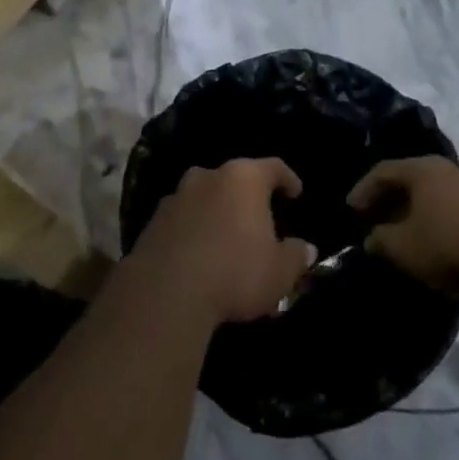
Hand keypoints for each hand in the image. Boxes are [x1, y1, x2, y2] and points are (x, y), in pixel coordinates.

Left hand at [131, 159, 316, 323]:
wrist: (166, 291)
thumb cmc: (235, 272)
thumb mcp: (279, 272)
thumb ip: (296, 256)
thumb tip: (304, 248)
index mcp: (243, 179)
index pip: (273, 167)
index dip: (287, 179)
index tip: (295, 193)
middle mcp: (208, 176)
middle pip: (235, 180)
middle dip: (248, 198)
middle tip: (260, 221)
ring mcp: (176, 196)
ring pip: (206, 197)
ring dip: (218, 212)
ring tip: (228, 240)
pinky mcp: (154, 220)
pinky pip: (184, 219)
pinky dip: (195, 230)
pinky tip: (201, 254)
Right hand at [348, 156, 458, 297]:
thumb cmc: (452, 246)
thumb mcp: (403, 248)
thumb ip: (380, 240)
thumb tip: (373, 238)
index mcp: (423, 170)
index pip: (382, 171)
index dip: (363, 190)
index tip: (351, 210)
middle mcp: (449, 169)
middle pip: (410, 180)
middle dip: (389, 200)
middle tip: (374, 220)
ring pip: (435, 194)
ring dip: (415, 210)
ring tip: (405, 232)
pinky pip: (455, 207)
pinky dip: (438, 219)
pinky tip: (437, 240)